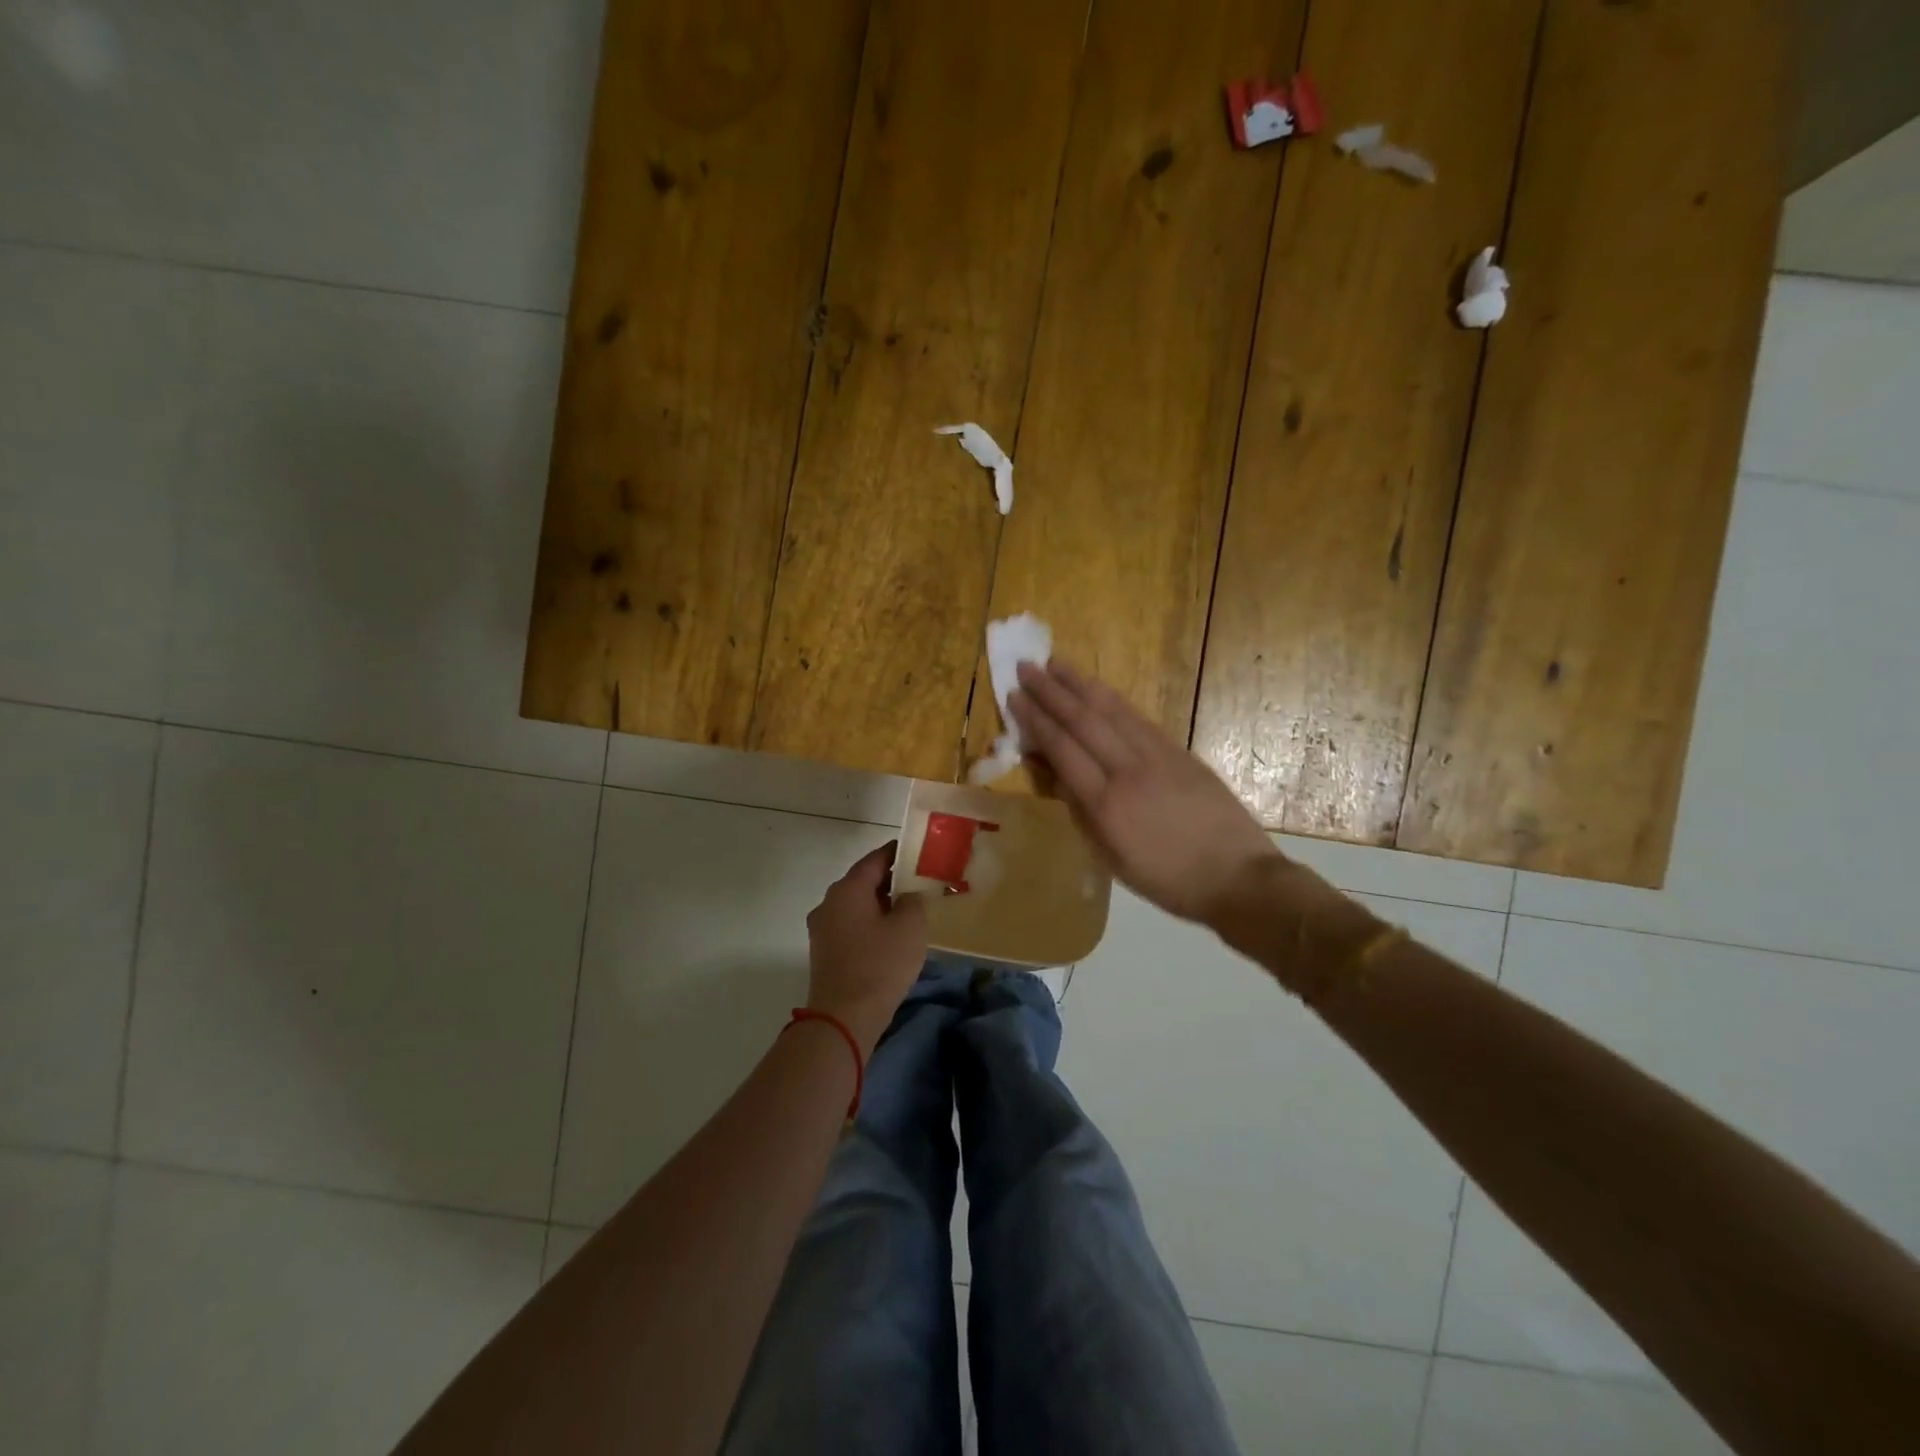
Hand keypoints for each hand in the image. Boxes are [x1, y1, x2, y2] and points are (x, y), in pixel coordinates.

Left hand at [805, 843, 928, 1055]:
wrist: (844, 1018)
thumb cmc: (880, 965)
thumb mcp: (910, 927)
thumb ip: (912, 900)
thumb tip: (906, 895)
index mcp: (848, 889)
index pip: (875, 859)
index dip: (897, 853)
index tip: (917, 852)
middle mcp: (829, 902)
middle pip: (862, 881)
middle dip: (890, 880)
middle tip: (918, 882)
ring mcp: (822, 928)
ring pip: (856, 905)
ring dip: (879, 904)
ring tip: (908, 910)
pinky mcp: (824, 951)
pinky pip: (850, 926)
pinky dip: (869, 924)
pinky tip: (889, 937)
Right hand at [1010, 660, 1284, 928]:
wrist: (1236, 877)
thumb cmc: (1166, 879)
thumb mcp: (1111, 858)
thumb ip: (1080, 812)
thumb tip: (1055, 773)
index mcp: (1106, 804)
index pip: (1062, 749)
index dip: (1035, 720)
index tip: (1015, 696)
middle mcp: (1128, 771)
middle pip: (1083, 721)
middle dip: (1051, 692)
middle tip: (1026, 667)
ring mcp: (1158, 757)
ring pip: (1112, 711)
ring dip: (1081, 685)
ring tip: (1056, 664)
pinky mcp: (1180, 753)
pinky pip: (1139, 719)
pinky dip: (1114, 700)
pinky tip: (1099, 689)